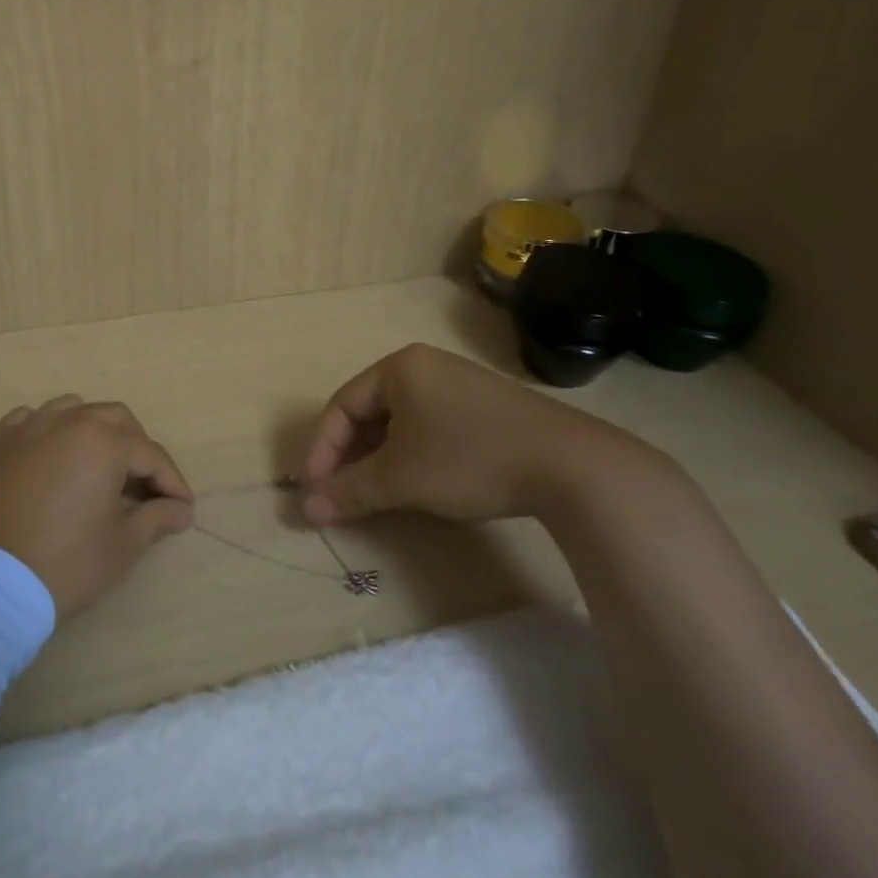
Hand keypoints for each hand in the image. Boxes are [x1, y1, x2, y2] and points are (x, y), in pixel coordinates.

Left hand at [0, 395, 194, 618]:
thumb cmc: (62, 565)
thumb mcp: (120, 547)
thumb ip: (156, 519)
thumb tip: (182, 509)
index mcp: (102, 442)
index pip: (150, 454)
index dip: (172, 482)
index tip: (184, 508)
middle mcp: (66, 422)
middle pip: (116, 420)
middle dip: (138, 448)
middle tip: (146, 486)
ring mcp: (26, 427)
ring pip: (73, 410)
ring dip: (95, 431)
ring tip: (100, 465)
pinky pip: (32, 419)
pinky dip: (51, 431)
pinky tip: (53, 456)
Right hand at [296, 343, 679, 528]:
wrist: (571, 466)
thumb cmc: (468, 458)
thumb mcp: (400, 478)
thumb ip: (349, 491)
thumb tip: (306, 510)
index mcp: (399, 367)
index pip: (342, 405)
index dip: (321, 449)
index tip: (312, 489)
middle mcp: (426, 366)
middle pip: (369, 412)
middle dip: (349, 455)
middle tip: (338, 493)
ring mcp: (460, 385)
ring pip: (400, 422)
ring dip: (378, 458)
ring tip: (371, 492)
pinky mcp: (486, 409)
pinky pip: (429, 426)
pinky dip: (410, 455)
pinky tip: (415, 482)